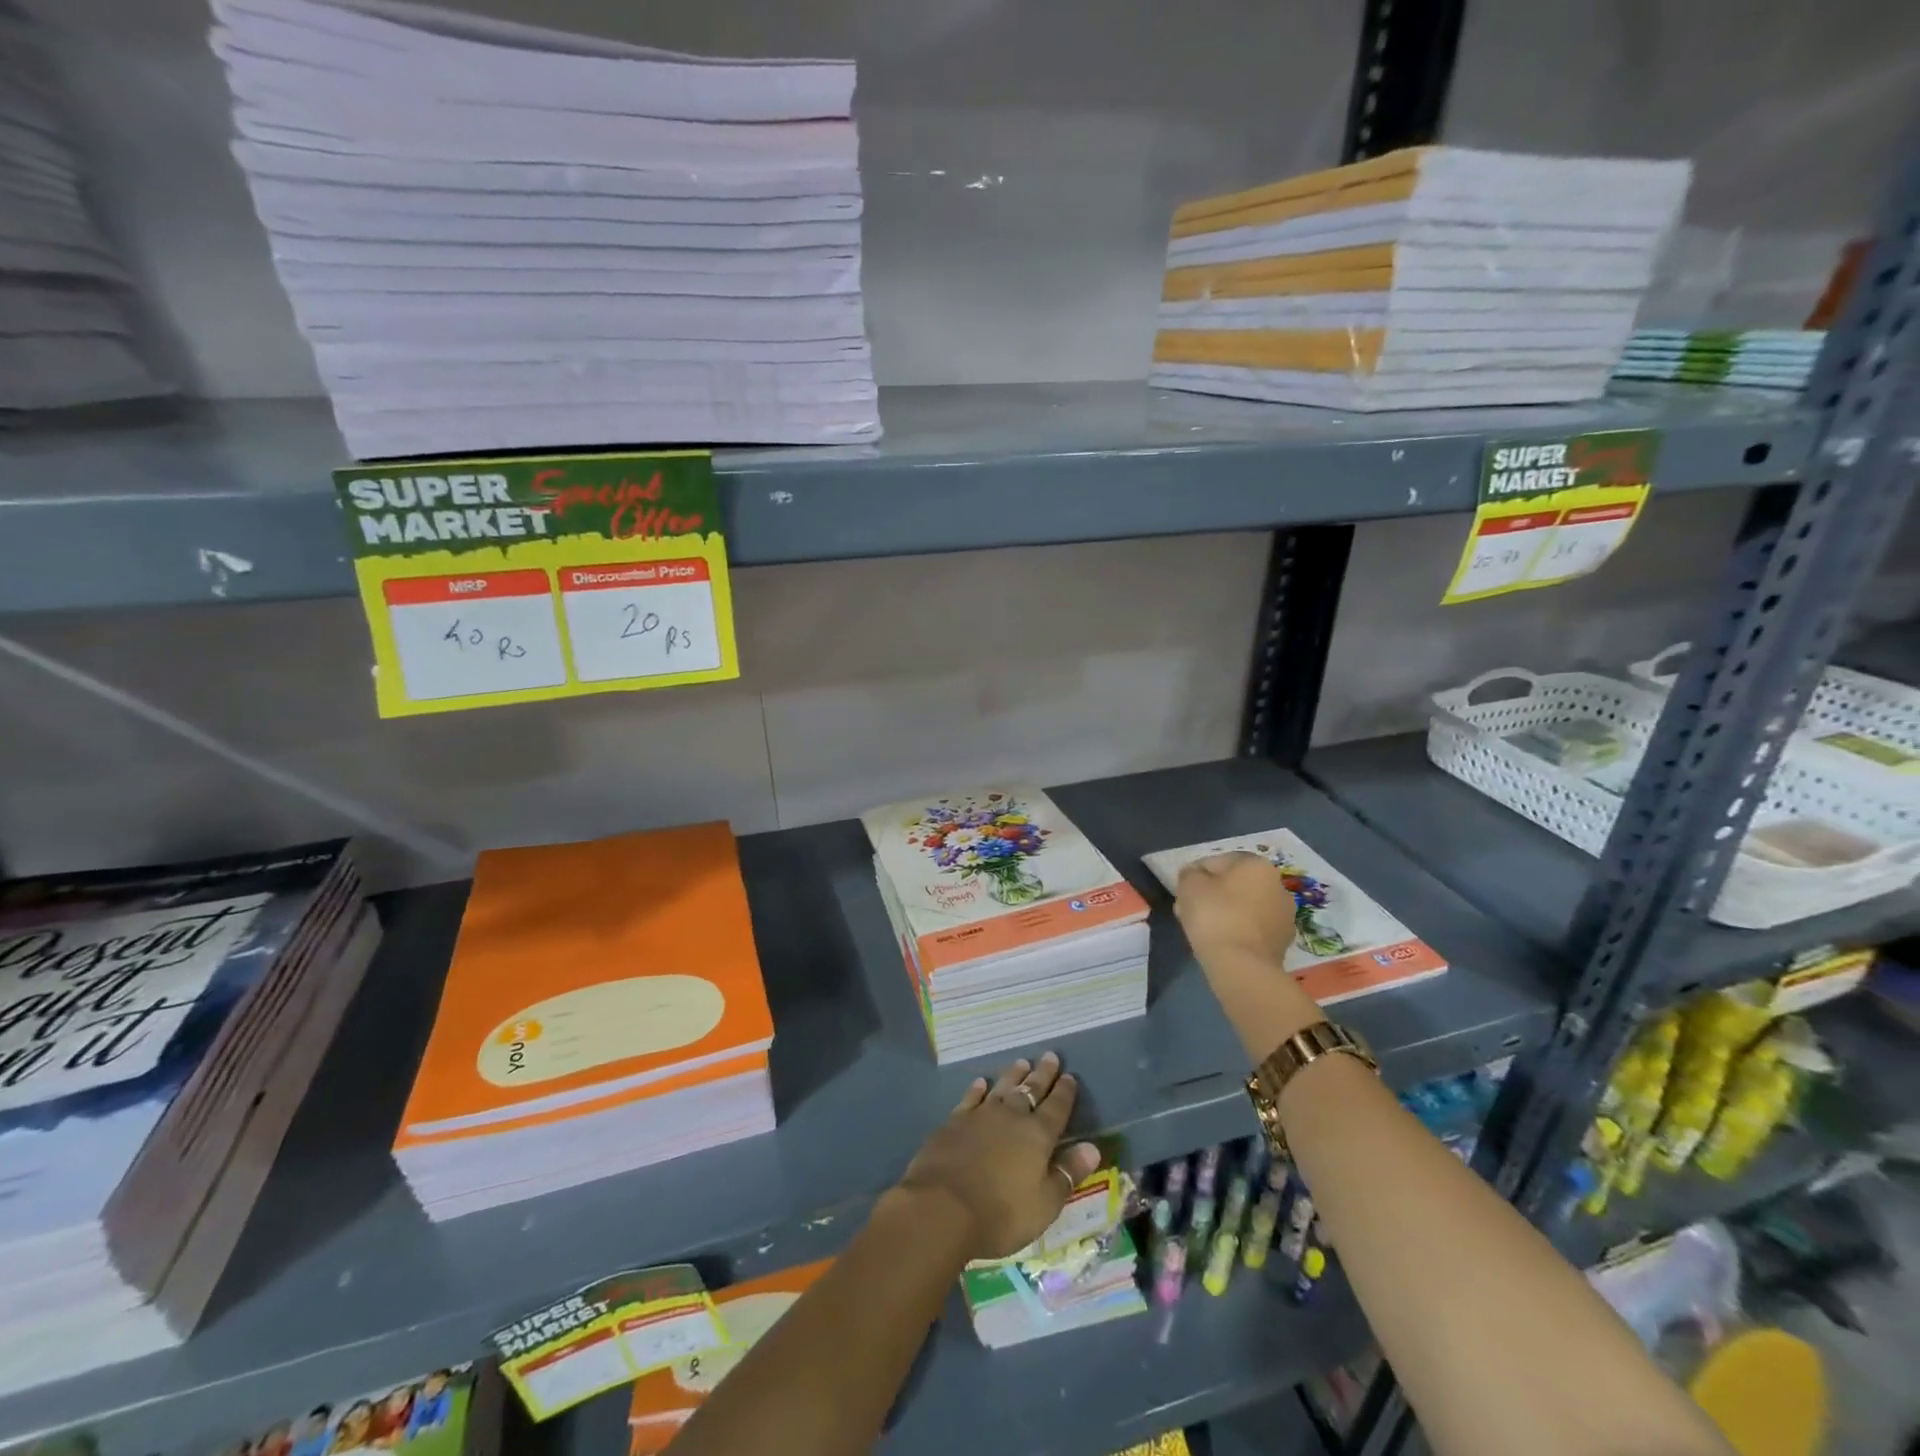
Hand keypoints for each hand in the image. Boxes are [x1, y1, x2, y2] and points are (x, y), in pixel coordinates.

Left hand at [895, 1052, 1101, 1260]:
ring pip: (1002, 1088)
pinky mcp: (954, 1122)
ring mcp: (980, 1116)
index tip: (1070, 1076)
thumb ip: (1067, 1173)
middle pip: (1030, 1090)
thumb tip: (1093, 1148)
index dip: (1065, 1093)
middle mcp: (1011, 1117)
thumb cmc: (1001, 1213)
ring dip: (1013, 1075)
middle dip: (1043, 1075)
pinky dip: (977, 1089)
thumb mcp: (1045, 1204)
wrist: (943, 1207)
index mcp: (1037, 1136)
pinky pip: (970, 1098)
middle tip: (1050, 1056)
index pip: (1056, 1108)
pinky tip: (981, 1082)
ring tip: (1022, 1062)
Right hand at [1174, 852, 1298, 965]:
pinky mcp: (1283, 940)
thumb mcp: (1188, 885)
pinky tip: (1222, 942)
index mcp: (1256, 864)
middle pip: (1233, 884)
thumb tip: (1195, 876)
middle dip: (1212, 894)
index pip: (1216, 862)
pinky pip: (1253, 927)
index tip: (1182, 893)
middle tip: (1190, 910)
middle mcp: (1277, 884)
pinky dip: (1238, 930)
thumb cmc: (1214, 916)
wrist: (1242, 966)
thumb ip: (1189, 874)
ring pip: (1245, 906)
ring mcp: (1284, 914)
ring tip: (1204, 929)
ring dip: (1226, 912)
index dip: (1195, 876)